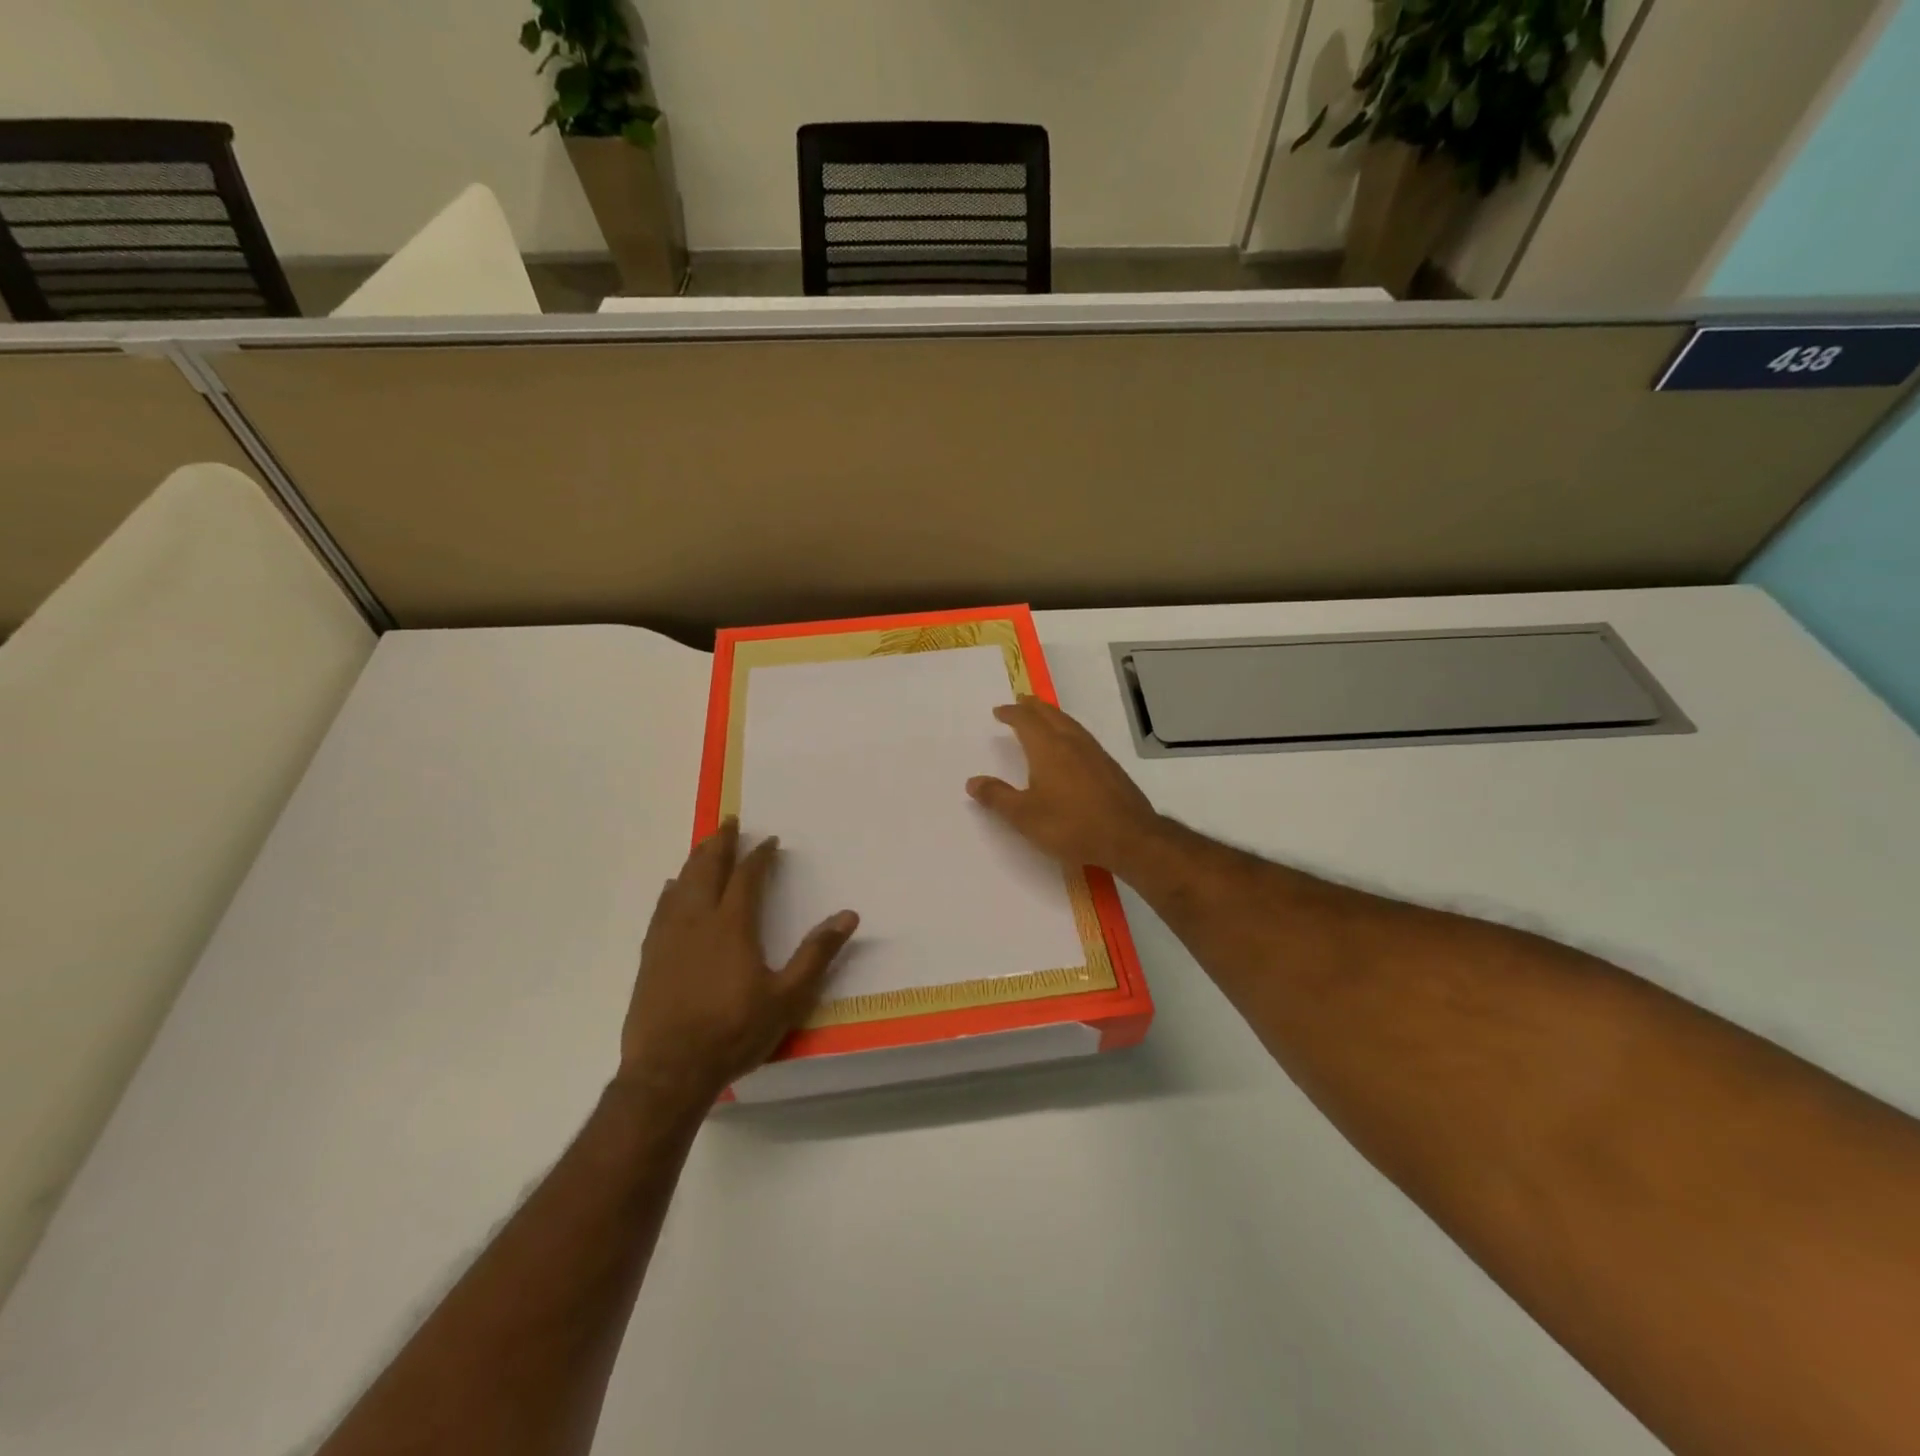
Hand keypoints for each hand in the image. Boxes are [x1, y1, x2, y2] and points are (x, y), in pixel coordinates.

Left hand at [620, 819, 857, 1109]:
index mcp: (732, 926)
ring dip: (695, 860)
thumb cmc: (733, 1032)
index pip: (747, 877)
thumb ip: (816, 954)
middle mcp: (698, 921)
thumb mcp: (787, 997)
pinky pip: (661, 909)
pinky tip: (671, 888)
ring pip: (682, 884)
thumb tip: (848, 915)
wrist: (669, 1070)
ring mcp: (669, 937)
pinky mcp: (650, 956)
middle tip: (729, 822)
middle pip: (707, 870)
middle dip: (720, 844)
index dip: (760, 856)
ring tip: (704, 845)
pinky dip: (671, 890)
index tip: (769, 841)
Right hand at [967, 696, 1165, 874]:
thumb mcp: (1025, 816)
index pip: (1026, 721)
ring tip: (1044, 717)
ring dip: (1053, 716)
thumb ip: (997, 797)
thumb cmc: (1071, 825)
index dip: (1011, 713)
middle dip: (1033, 707)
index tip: (999, 711)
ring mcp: (1095, 753)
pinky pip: (1083, 737)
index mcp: (1048, 748)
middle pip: (1050, 715)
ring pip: (1070, 724)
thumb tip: (972, 782)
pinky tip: (1071, 746)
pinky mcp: (1110, 767)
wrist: (1129, 838)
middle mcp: (1072, 743)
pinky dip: (1069, 731)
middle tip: (1021, 702)